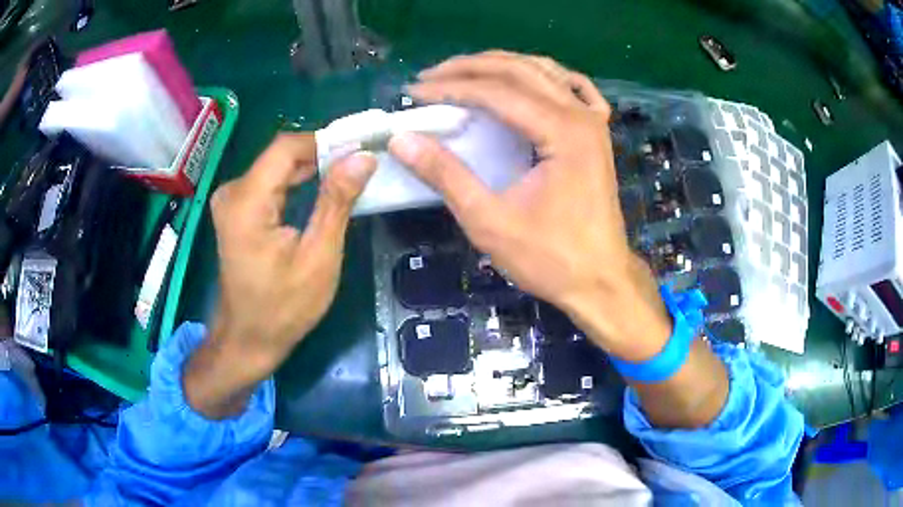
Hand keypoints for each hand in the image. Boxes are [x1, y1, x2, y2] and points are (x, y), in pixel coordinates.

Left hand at [184, 133, 375, 418]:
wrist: (248, 339)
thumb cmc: (283, 308)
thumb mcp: (318, 258)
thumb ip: (336, 202)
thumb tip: (362, 157)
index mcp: (247, 202)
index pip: (287, 147)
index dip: (326, 141)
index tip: (361, 149)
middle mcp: (233, 192)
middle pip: (281, 155)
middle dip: (323, 156)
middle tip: (361, 164)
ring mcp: (231, 201)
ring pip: (277, 167)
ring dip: (312, 168)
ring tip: (348, 175)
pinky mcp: (236, 210)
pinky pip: (269, 183)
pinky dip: (296, 183)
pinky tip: (321, 189)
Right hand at [388, 51, 670, 361]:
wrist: (601, 281)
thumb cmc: (551, 258)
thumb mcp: (490, 221)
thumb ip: (446, 175)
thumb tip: (403, 140)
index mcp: (562, 132)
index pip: (498, 92)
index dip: (450, 87)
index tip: (414, 92)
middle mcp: (581, 116)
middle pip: (520, 71)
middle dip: (470, 68)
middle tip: (430, 76)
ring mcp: (595, 122)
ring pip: (545, 72)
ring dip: (502, 66)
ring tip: (464, 73)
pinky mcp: (598, 135)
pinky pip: (576, 89)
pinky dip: (548, 77)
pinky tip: (531, 78)